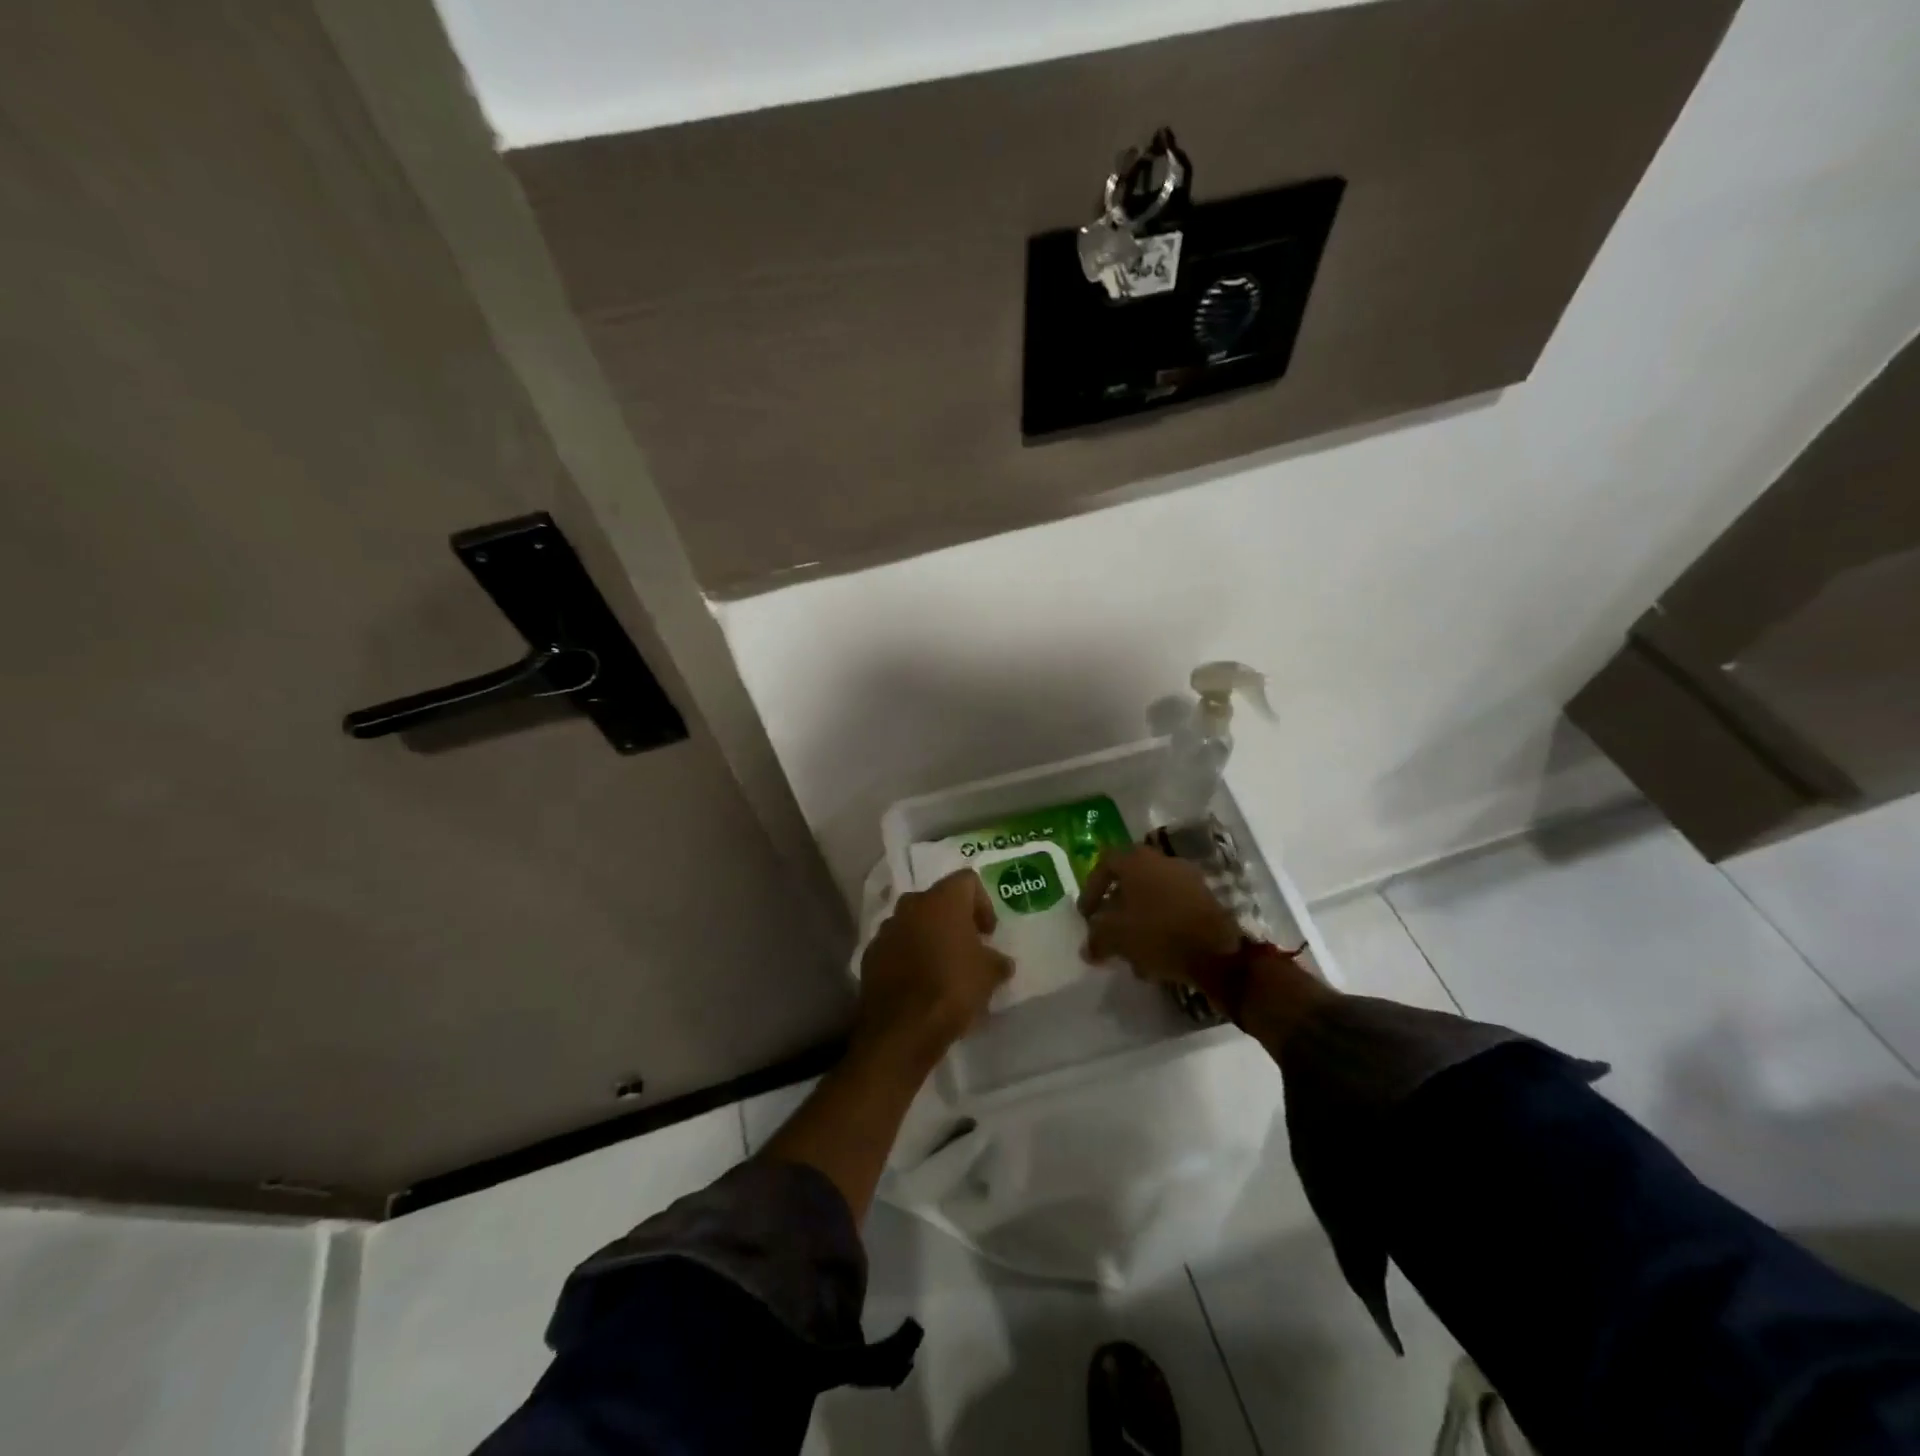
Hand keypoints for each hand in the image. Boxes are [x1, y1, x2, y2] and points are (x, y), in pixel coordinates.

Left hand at [854, 870, 1011, 1074]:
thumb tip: (1000, 961)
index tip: (988, 933)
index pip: (967, 880)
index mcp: (942, 900)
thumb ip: (997, 960)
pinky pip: (896, 945)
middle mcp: (911, 905)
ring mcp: (886, 929)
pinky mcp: (870, 954)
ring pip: (914, 922)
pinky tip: (919, 982)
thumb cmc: (953, 989)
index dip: (982, 903)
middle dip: (954, 919)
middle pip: (937, 899)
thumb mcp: (990, 975)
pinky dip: (908, 955)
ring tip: (942, 966)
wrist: (902, 1029)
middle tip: (967, 946)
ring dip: (928, 936)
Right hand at [1077, 845, 1241, 984]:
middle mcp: (1163, 861)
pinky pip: (1173, 910)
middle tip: (1108, 932)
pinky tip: (1156, 958)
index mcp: (1137, 860)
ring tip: (1131, 953)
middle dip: (1116, 909)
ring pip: (1153, 899)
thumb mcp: (1116, 938)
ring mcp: (1188, 880)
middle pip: (1130, 882)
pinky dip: (1160, 929)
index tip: (1086, 916)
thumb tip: (1088, 948)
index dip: (1091, 890)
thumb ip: (1096, 939)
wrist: (1218, 952)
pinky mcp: (1206, 901)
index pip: (1105, 865)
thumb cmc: (1158, 934)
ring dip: (1138, 923)